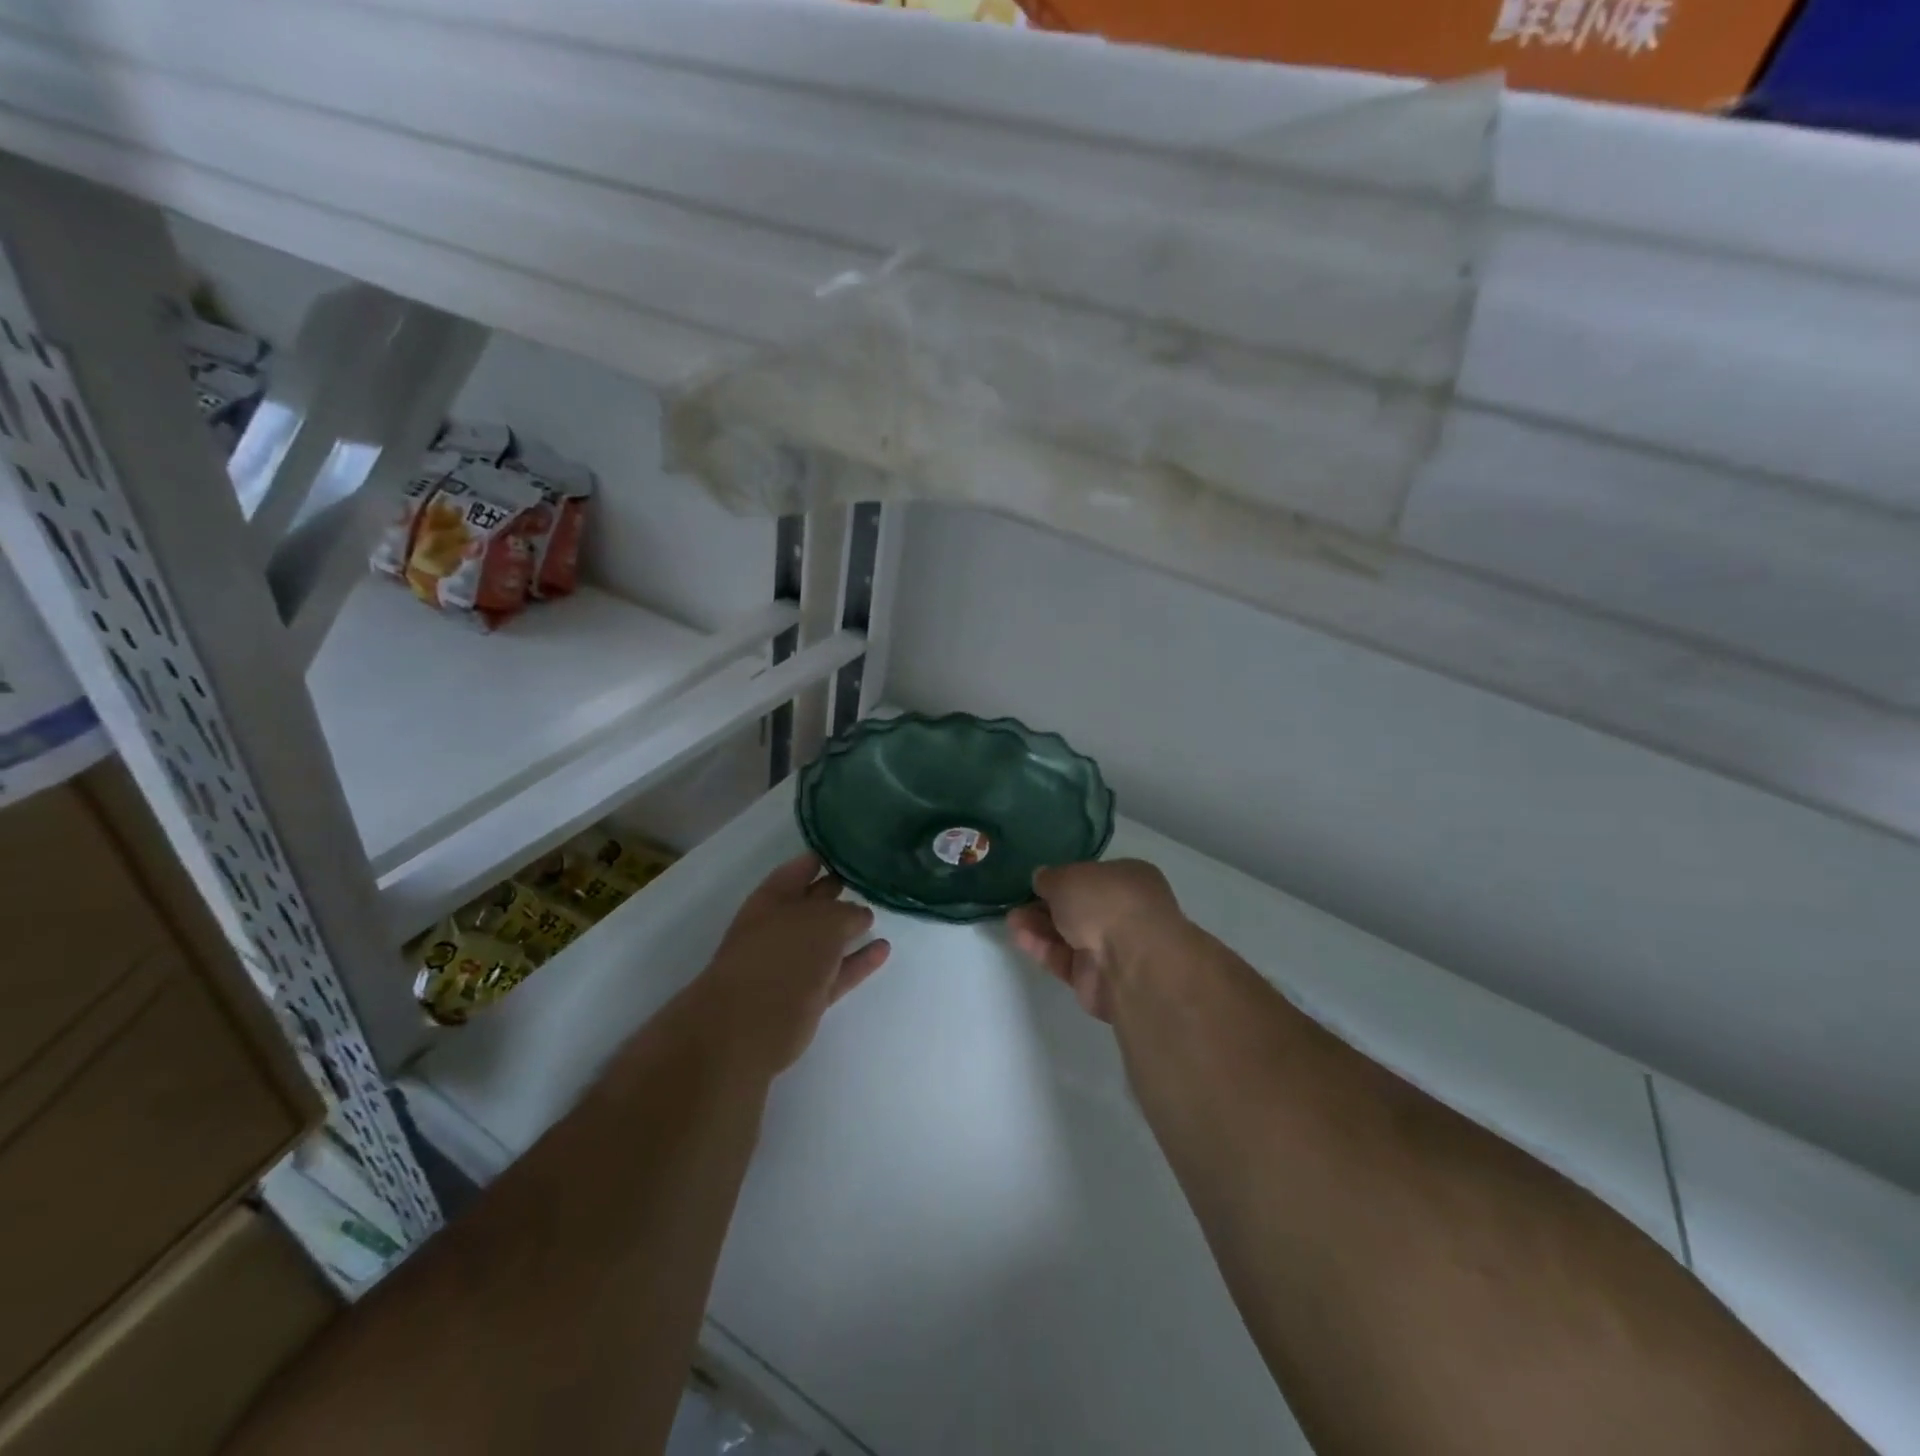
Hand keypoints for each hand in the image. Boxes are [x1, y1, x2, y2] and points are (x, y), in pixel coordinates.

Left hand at [679, 853, 890, 1076]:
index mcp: (773, 898)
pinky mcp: (805, 996)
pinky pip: (837, 971)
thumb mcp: (823, 922)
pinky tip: (882, 949)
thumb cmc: (782, 958)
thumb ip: (846, 913)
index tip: (853, 849)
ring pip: (826, 939)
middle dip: (838, 890)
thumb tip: (859, 916)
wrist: (747, 1027)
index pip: (801, 868)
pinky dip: (858, 961)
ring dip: (850, 928)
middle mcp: (780, 926)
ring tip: (881, 913)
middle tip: (872, 878)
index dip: (824, 857)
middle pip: (813, 902)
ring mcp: (791, 963)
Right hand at [1007, 860, 1183, 1021]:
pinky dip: (1042, 947)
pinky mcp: (1094, 978)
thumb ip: (1050, 878)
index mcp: (1130, 879)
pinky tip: (1018, 936)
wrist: (1130, 962)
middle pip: (1079, 906)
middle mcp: (1124, 912)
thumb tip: (1042, 878)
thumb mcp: (1068, 877)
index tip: (1039, 880)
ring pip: (1069, 933)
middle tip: (1018, 901)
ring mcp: (1111, 947)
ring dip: (1039, 925)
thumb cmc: (1106, 902)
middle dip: (1047, 904)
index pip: (1093, 875)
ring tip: (1011, 918)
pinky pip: (1064, 958)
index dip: (1065, 877)